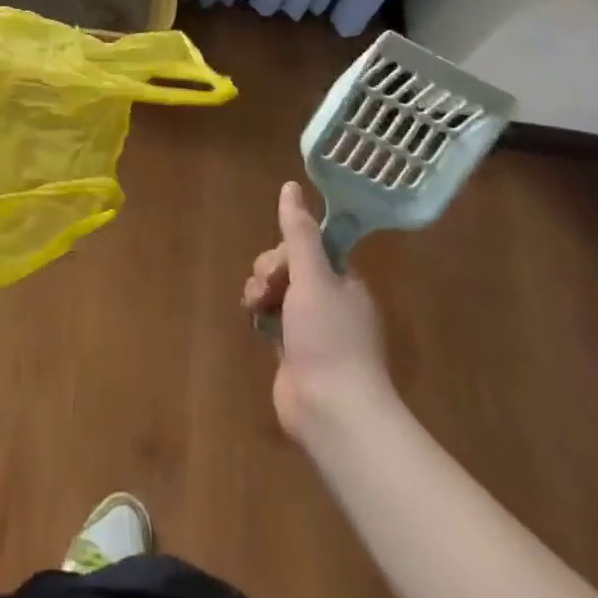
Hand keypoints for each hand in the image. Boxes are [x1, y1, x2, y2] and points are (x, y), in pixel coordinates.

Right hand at [242, 180, 395, 447]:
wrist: (332, 411)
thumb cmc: (328, 338)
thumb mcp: (313, 276)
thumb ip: (298, 232)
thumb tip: (290, 185)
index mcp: (344, 283)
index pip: (309, 247)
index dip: (288, 250)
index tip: (281, 263)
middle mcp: (331, 302)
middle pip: (289, 267)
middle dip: (270, 272)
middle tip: (268, 289)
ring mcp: (312, 329)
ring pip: (276, 291)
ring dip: (260, 291)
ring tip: (256, 308)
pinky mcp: (293, 352)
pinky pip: (271, 318)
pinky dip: (260, 316)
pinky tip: (253, 322)